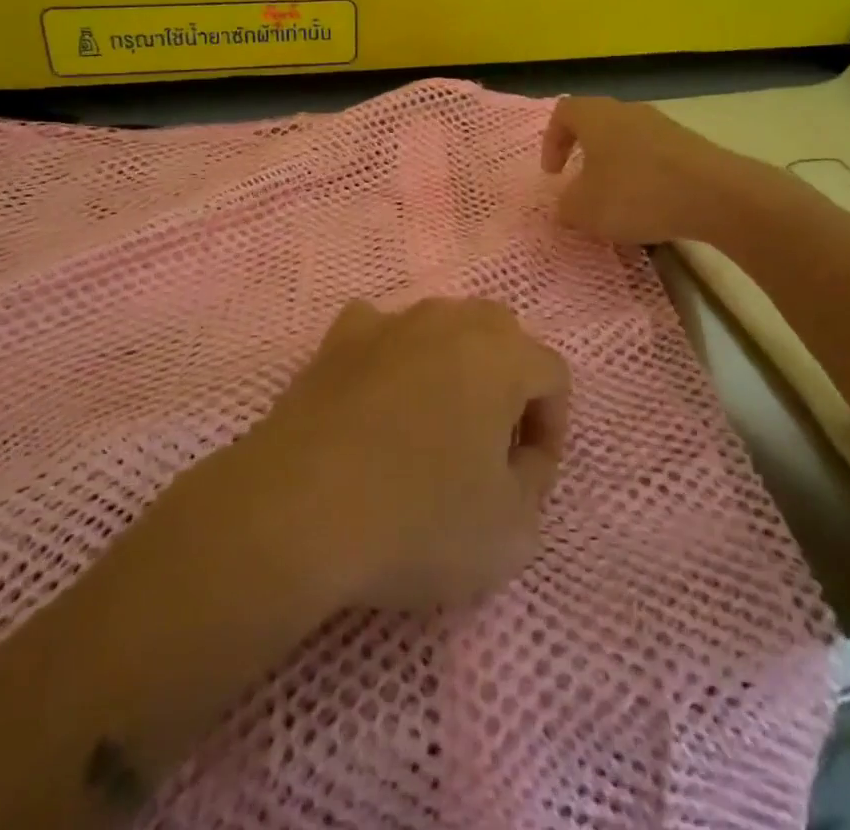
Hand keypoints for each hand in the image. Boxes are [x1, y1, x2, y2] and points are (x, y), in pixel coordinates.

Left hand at [249, 298, 570, 613]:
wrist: (296, 511)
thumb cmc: (418, 520)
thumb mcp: (512, 529)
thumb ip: (535, 478)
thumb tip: (520, 452)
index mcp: (502, 353)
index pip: (552, 375)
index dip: (551, 429)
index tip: (527, 477)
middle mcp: (450, 320)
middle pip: (502, 337)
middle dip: (508, 387)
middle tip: (488, 446)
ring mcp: (389, 322)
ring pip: (442, 329)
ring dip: (453, 368)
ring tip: (433, 427)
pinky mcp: (337, 339)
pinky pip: (382, 334)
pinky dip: (392, 358)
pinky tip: (379, 400)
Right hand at [541, 96, 739, 245]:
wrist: (715, 194)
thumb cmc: (635, 193)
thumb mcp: (584, 209)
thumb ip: (566, 205)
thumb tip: (566, 204)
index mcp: (595, 116)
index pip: (563, 112)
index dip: (552, 141)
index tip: (554, 174)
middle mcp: (628, 111)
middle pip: (597, 124)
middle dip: (585, 154)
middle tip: (582, 185)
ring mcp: (663, 126)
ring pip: (627, 141)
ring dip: (617, 168)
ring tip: (618, 203)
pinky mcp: (690, 146)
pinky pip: (655, 157)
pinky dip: (645, 178)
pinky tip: (651, 207)